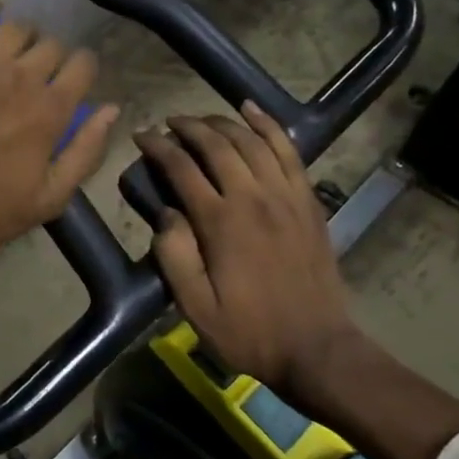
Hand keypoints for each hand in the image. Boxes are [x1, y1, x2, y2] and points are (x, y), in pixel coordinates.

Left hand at [0, 2, 119, 253]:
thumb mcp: (48, 199)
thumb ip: (85, 152)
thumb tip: (111, 109)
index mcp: (50, 110)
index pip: (83, 64)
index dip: (82, 72)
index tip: (72, 84)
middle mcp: (21, 76)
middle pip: (51, 43)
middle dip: (52, 57)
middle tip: (37, 77)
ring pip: (16, 26)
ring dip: (22, 37)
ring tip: (12, 54)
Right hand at [137, 103, 458, 458]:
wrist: (317, 348)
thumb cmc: (250, 332)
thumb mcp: (195, 307)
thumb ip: (174, 256)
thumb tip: (166, 213)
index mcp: (220, 222)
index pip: (182, 168)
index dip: (158, 147)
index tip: (141, 136)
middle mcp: (253, 197)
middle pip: (217, 144)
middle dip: (188, 127)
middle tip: (168, 123)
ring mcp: (285, 195)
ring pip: (251, 140)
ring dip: (223, 122)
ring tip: (202, 119)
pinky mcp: (307, 200)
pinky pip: (288, 151)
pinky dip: (269, 125)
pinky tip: (252, 110)